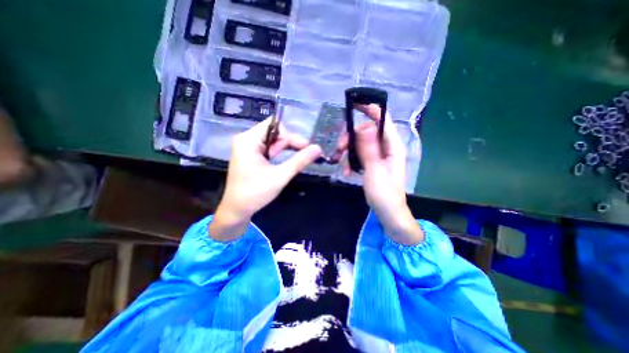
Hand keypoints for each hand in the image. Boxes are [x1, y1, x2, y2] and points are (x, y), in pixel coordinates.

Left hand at [209, 117, 320, 241]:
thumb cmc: (255, 193)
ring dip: (283, 150)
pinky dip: (277, 153)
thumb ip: (300, 161)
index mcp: (248, 140)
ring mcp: (246, 147)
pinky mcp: (249, 154)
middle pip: (273, 132)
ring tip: (287, 163)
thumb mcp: (280, 176)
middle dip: (287, 144)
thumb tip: (318, 148)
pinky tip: (280, 163)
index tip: (305, 148)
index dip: (291, 135)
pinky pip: (267, 147)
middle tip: (300, 157)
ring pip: (271, 140)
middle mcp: (245, 139)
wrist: (237, 210)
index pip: (274, 125)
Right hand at [339, 105, 421, 245]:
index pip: (383, 120)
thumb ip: (369, 148)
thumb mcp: (375, 171)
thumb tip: (364, 126)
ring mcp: (379, 155)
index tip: (354, 105)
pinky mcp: (372, 163)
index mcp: (392, 146)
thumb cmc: (384, 193)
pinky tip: (346, 171)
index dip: (371, 109)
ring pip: (360, 143)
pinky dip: (351, 160)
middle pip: (367, 131)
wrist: (387, 212)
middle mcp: (386, 147)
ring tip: (340, 163)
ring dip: (348, 150)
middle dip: (351, 137)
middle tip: (339, 148)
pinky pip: (359, 155)